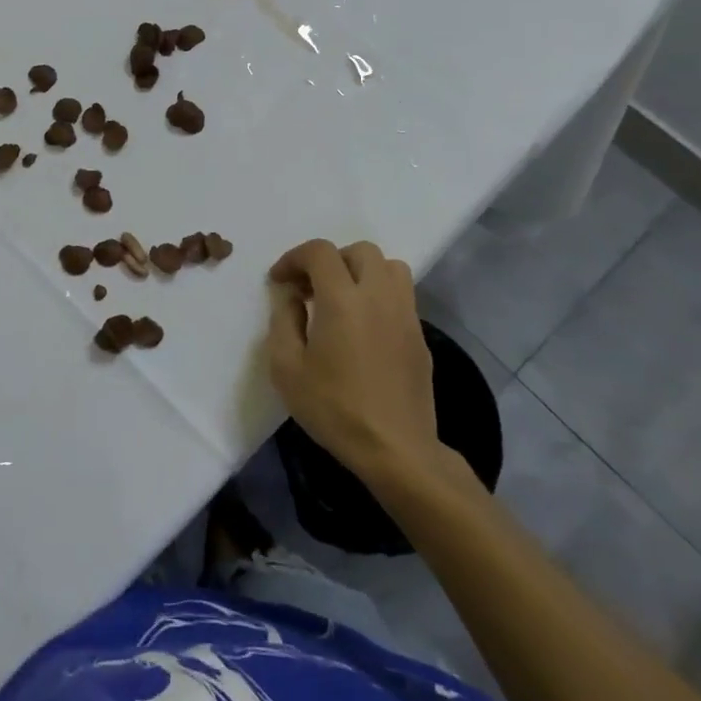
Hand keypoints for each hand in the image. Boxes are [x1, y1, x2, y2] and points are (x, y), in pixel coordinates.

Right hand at [267, 240, 452, 496]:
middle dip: (331, 260)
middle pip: (360, 251)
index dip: (294, 258)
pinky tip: (363, 326)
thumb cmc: (334, 408)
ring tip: (342, 298)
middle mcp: (378, 296)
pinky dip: (379, 294)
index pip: (320, 252)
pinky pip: (401, 295)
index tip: (280, 281)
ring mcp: (405, 315)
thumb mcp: (286, 368)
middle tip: (311, 288)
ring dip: (362, 272)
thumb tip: (291, 297)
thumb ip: (283, 321)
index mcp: (343, 300)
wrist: (395, 450)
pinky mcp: (420, 336)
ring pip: (390, 267)